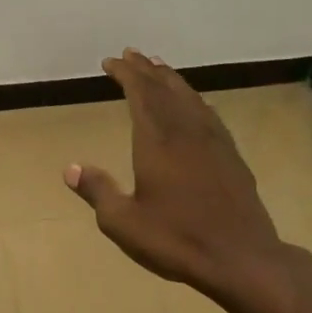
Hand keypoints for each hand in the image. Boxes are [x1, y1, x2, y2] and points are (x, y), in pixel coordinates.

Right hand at [65, 49, 284, 302]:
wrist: (241, 258)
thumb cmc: (176, 239)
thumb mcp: (123, 222)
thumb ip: (97, 191)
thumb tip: (70, 168)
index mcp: (157, 141)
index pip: (140, 93)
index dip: (126, 74)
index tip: (111, 61)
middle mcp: (186, 131)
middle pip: (165, 89)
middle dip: (146, 70)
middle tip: (132, 54)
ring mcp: (214, 142)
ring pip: (190, 98)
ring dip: (171, 80)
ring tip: (159, 69)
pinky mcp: (232, 156)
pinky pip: (209, 114)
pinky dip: (195, 101)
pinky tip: (195, 105)